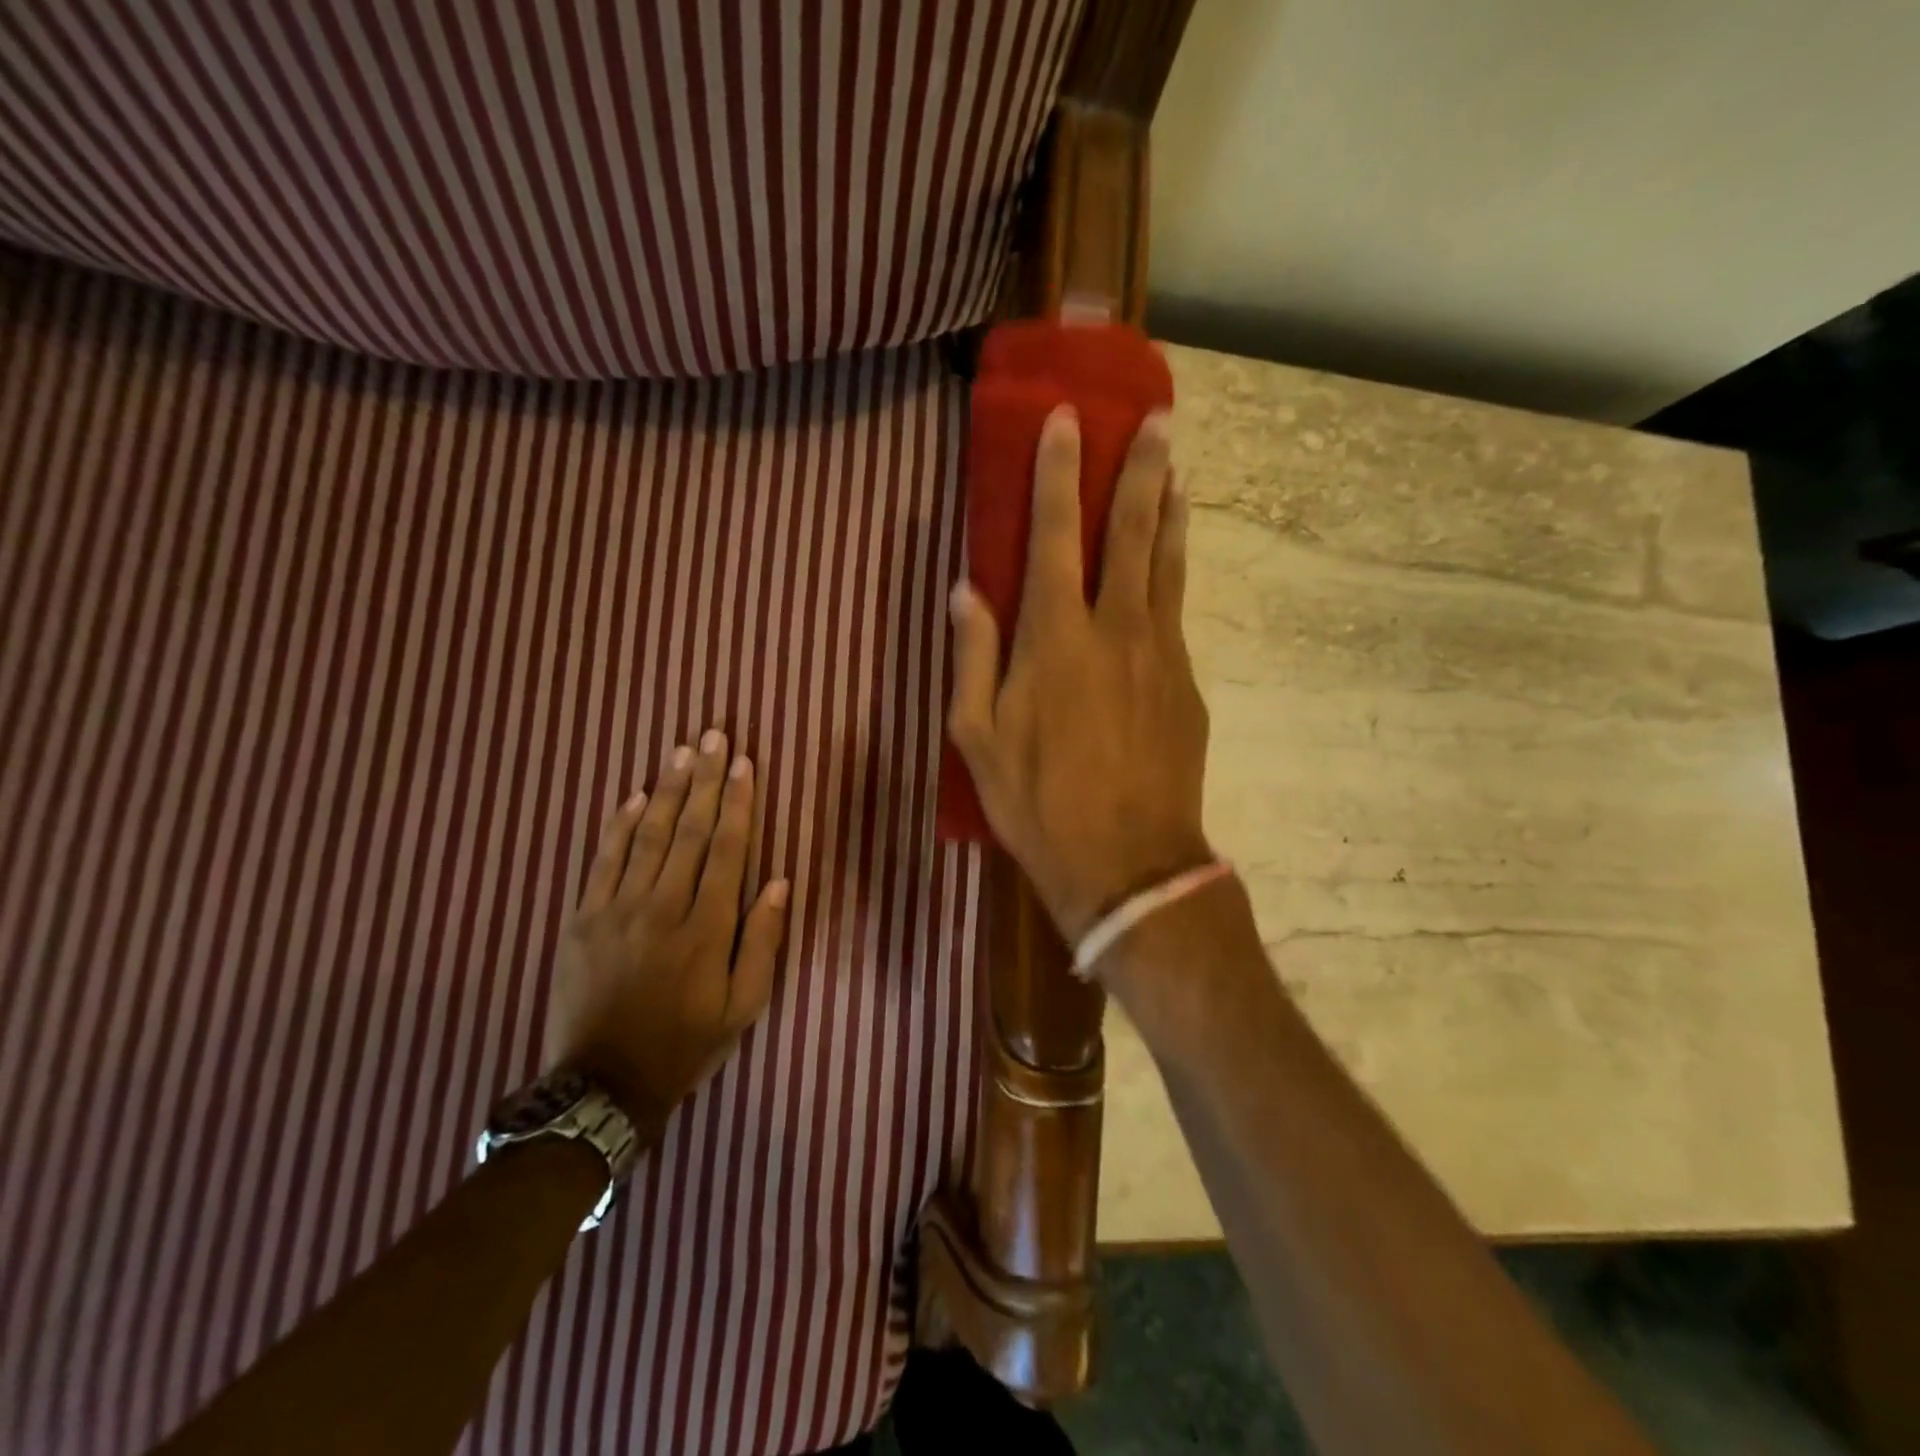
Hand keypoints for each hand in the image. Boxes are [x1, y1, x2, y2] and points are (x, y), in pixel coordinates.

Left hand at [544, 729, 790, 1141]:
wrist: (603, 1085)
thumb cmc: (685, 1044)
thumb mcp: (743, 1007)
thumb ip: (763, 941)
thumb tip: (778, 882)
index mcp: (706, 927)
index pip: (727, 849)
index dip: (738, 802)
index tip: (745, 763)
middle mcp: (663, 906)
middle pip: (689, 830)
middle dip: (705, 779)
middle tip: (714, 736)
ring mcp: (617, 910)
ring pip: (648, 836)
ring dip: (667, 790)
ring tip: (682, 752)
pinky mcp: (582, 919)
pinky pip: (604, 861)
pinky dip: (619, 825)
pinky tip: (634, 796)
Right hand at [947, 407, 1211, 943]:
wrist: (1128, 863)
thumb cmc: (1039, 803)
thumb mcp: (978, 739)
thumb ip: (972, 657)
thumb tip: (964, 591)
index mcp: (1055, 639)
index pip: (1056, 535)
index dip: (1061, 474)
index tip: (1069, 421)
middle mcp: (1115, 629)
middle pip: (1133, 533)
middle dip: (1142, 471)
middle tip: (1159, 419)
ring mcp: (1161, 654)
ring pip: (1169, 566)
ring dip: (1172, 512)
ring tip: (1179, 471)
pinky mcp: (1187, 684)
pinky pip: (1175, 614)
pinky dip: (1173, 575)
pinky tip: (1170, 567)